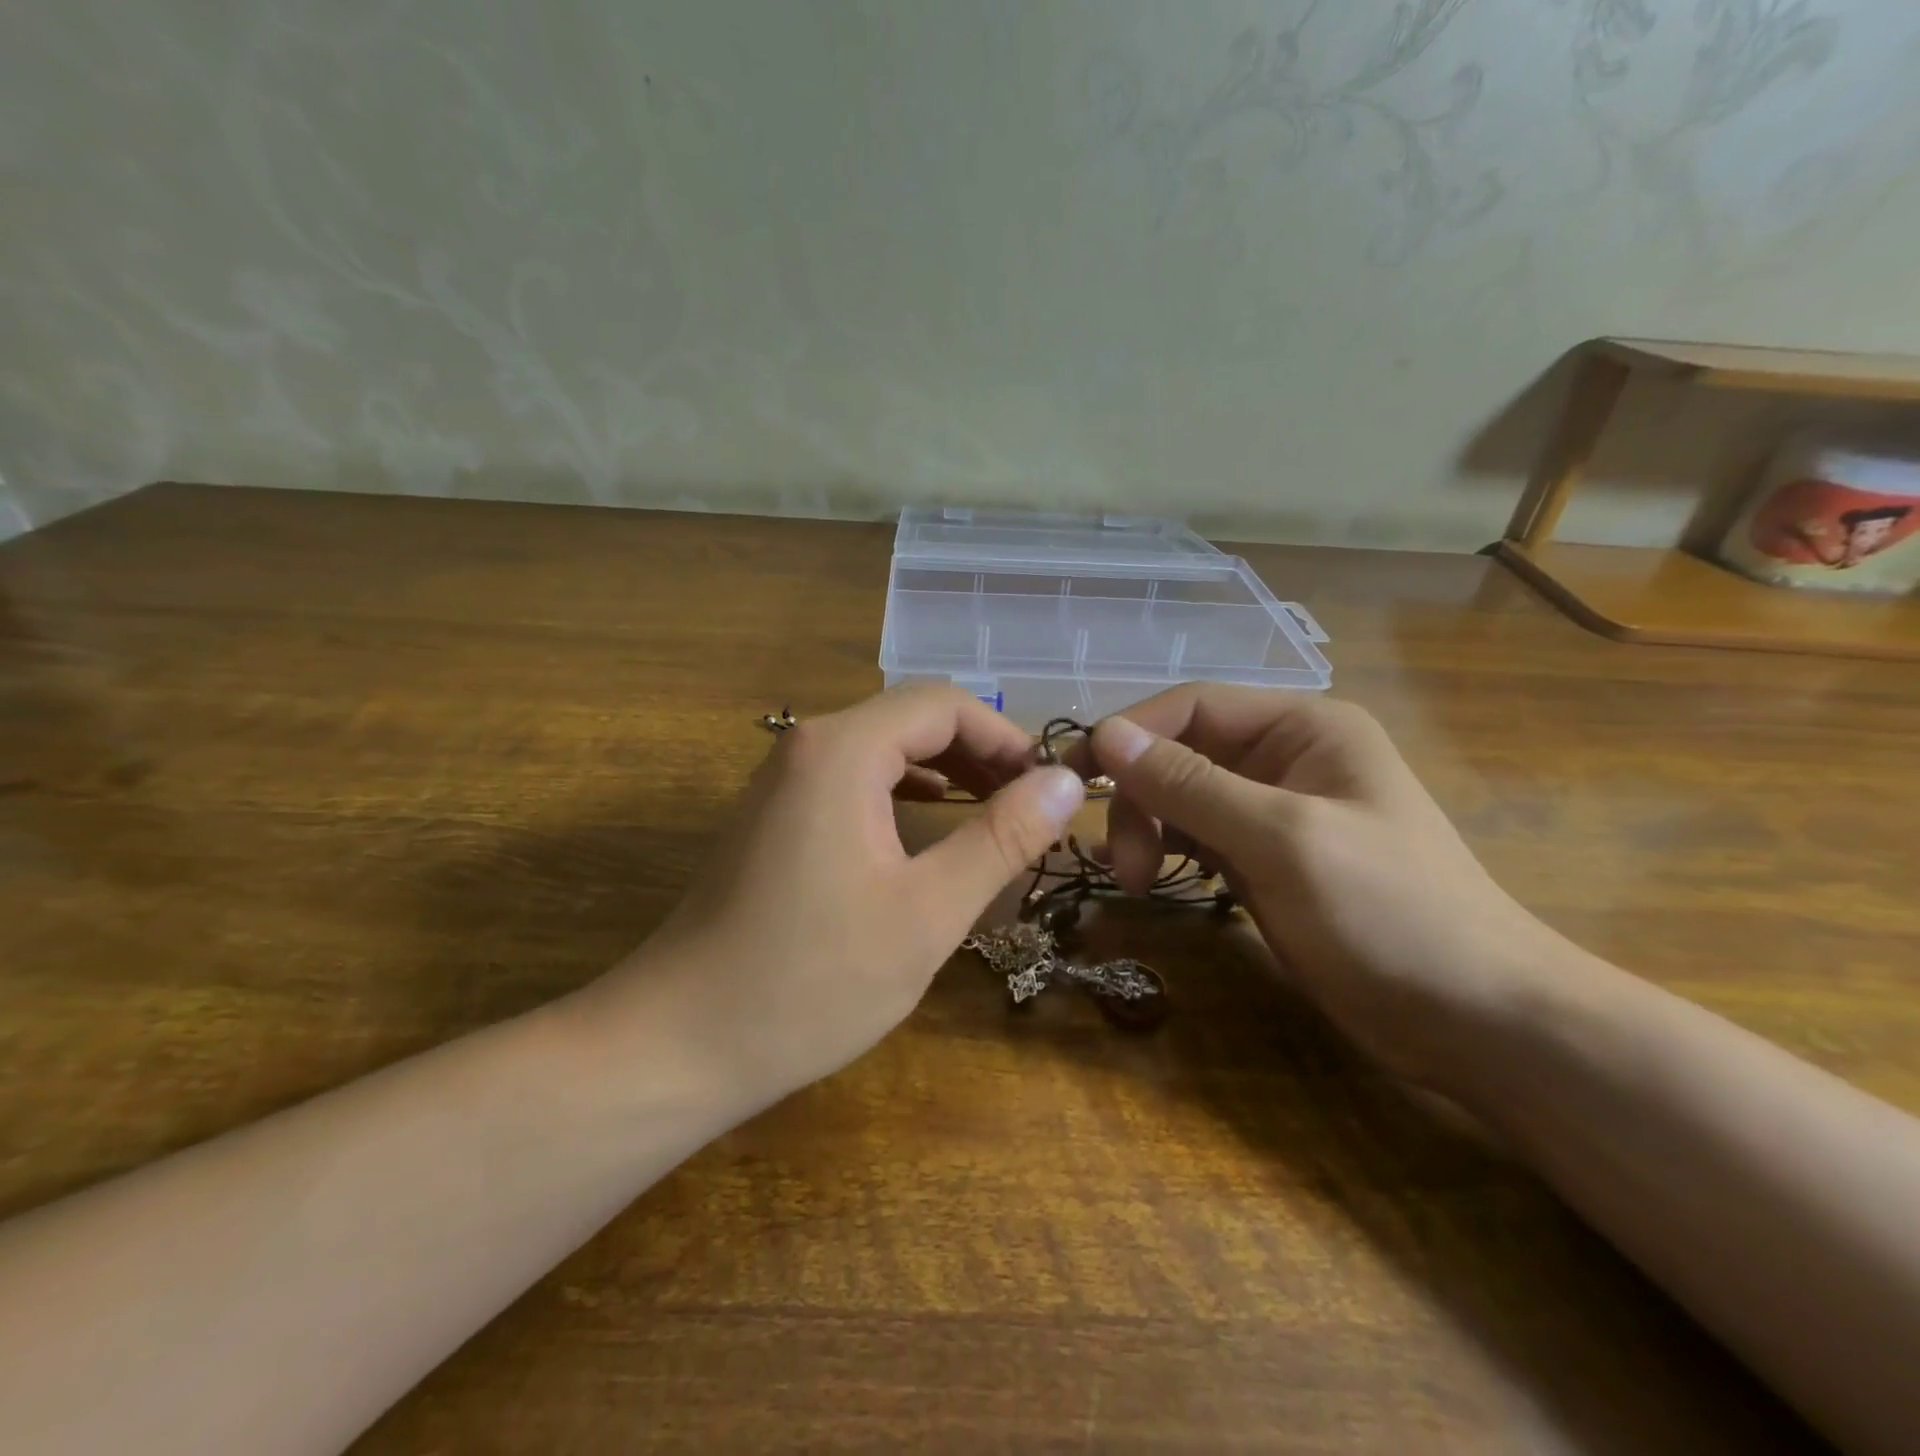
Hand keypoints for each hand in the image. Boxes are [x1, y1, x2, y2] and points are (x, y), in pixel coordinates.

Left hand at [589, 686, 1085, 1110]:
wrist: (678, 1043)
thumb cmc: (810, 981)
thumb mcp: (926, 913)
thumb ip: (1000, 839)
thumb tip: (1065, 782)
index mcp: (843, 751)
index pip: (944, 705)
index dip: (1006, 738)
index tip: (1048, 789)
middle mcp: (807, 747)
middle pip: (912, 720)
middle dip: (979, 755)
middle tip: (1030, 808)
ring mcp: (783, 781)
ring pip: (883, 750)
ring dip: (945, 773)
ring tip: (995, 814)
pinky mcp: (774, 817)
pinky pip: (854, 781)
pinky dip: (903, 794)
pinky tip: (929, 824)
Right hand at [1090, 686, 1560, 1087]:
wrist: (1476, 1020)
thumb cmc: (1389, 913)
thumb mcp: (1282, 840)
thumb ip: (1190, 785)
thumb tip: (1106, 733)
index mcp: (1303, 727)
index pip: (1192, 706)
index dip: (1129, 734)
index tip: (1076, 780)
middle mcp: (1285, 756)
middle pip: (1181, 752)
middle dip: (1142, 799)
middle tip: (1126, 864)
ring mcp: (1275, 810)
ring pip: (1182, 797)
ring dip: (1149, 827)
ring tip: (1138, 879)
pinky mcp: (1267, 858)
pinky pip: (1198, 836)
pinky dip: (1169, 851)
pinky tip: (1154, 877)